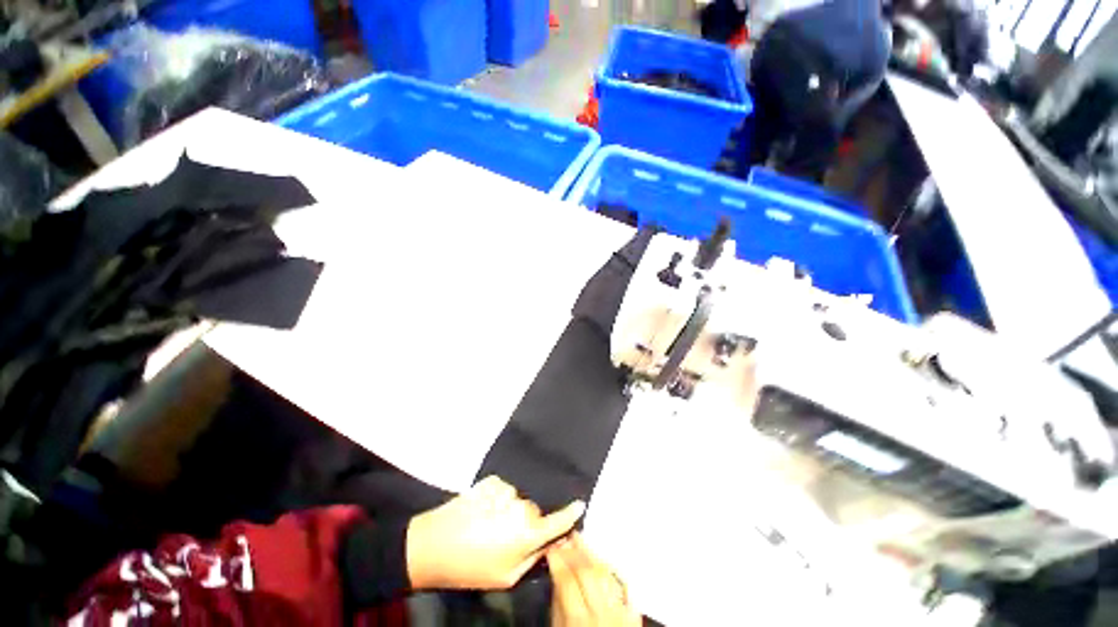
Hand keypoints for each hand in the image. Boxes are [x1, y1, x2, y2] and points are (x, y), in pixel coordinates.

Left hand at [406, 476, 584, 589]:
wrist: (434, 544)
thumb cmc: (471, 568)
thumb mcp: (506, 577)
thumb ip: (532, 559)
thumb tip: (547, 544)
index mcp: (528, 533)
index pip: (558, 521)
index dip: (571, 513)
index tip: (580, 504)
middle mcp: (522, 506)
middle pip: (535, 511)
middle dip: (528, 523)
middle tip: (506, 537)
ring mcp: (507, 490)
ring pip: (518, 500)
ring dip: (510, 510)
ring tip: (489, 524)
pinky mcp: (494, 481)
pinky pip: (505, 490)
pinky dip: (498, 499)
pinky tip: (483, 511)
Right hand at [549, 533, 640, 626]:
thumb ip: (558, 606)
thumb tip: (556, 575)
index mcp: (578, 622)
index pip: (567, 582)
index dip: (558, 561)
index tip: (551, 546)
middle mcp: (601, 615)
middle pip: (588, 574)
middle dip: (575, 552)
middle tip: (566, 536)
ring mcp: (620, 613)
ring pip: (606, 575)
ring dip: (592, 554)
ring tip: (580, 539)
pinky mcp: (633, 615)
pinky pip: (623, 586)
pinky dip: (612, 570)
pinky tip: (602, 559)